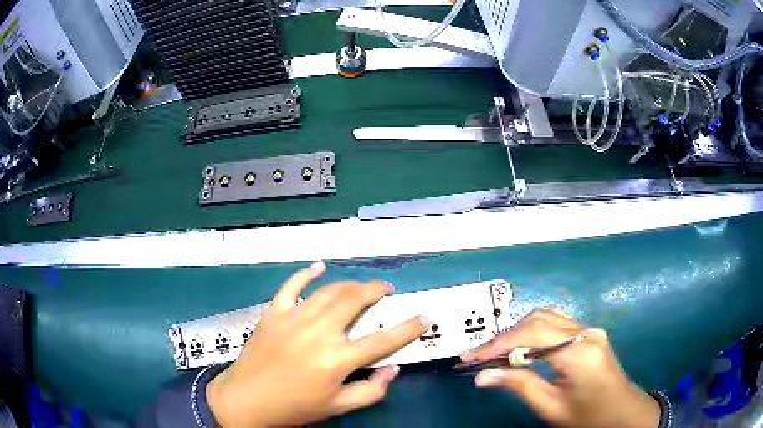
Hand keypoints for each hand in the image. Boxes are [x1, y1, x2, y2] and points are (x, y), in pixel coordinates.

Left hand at [206, 262, 430, 426]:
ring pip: (329, 291)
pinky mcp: (274, 313)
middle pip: (354, 301)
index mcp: (337, 360)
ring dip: (349, 284)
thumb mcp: (337, 407)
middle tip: (386, 289)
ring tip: (361, 285)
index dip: (408, 327)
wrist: (247, 399)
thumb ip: (371, 391)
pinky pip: (291, 285)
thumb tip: (393, 369)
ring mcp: (294, 318)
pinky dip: (307, 274)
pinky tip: (319, 267)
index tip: (424, 316)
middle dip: (375, 290)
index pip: (383, 340)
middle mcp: (319, 333)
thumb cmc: (295, 407)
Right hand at [461, 308, 659, 427]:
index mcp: (578, 352)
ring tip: (495, 352)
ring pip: (546, 317)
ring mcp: (590, 329)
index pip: (531, 335)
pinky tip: (521, 346)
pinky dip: (533, 331)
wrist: (623, 413)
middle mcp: (586, 332)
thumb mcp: (551, 407)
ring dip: (517, 331)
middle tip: (477, 356)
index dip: (497, 345)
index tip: (469, 358)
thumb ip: (519, 386)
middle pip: (537, 321)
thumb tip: (482, 376)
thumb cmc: (588, 416)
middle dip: (503, 337)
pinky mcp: (590, 333)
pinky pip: (557, 323)